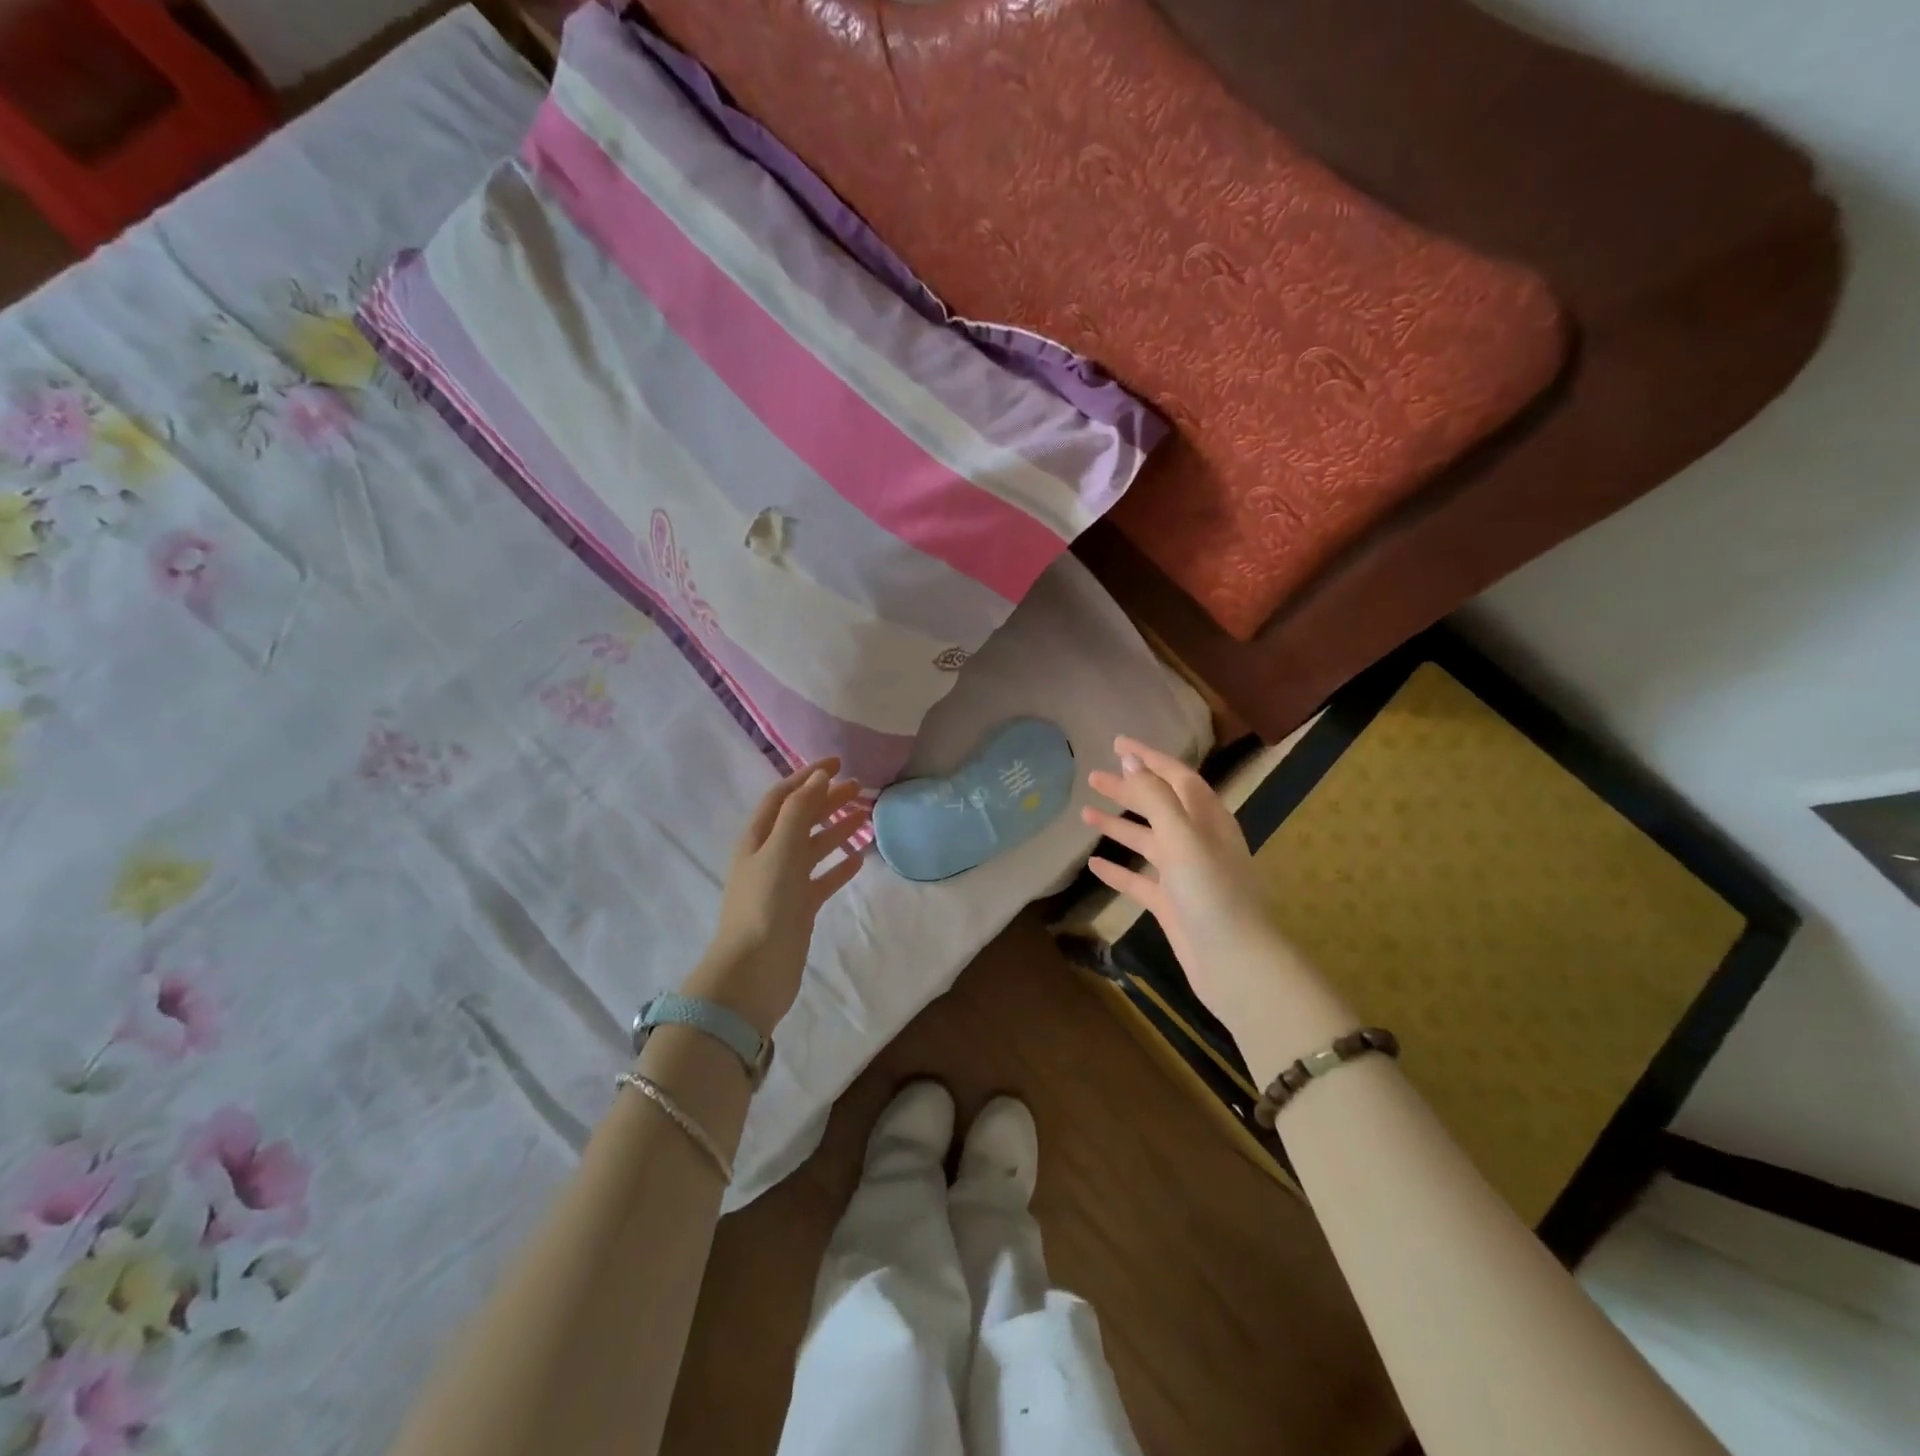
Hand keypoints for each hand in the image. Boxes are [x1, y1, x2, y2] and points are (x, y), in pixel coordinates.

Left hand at [684, 759, 867, 1037]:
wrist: (754, 971)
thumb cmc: (764, 904)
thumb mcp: (780, 849)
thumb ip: (800, 811)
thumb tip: (820, 777)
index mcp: (757, 838)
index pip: (783, 796)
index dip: (807, 776)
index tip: (838, 763)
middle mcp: (769, 856)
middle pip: (800, 818)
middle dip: (827, 800)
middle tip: (859, 788)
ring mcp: (784, 883)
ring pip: (814, 847)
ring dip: (837, 829)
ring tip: (865, 816)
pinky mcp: (799, 908)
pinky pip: (822, 879)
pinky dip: (839, 866)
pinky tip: (859, 858)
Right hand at [1082, 737, 1290, 1027]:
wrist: (1235, 964)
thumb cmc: (1212, 893)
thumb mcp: (1183, 837)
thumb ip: (1156, 798)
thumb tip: (1131, 762)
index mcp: (1207, 820)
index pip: (1176, 776)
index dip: (1149, 757)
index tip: (1117, 744)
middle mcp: (1197, 842)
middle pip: (1158, 806)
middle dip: (1127, 789)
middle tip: (1092, 777)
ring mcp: (1184, 875)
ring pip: (1146, 841)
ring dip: (1118, 825)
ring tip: (1084, 812)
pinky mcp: (1171, 905)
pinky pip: (1139, 880)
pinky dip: (1117, 869)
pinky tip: (1093, 863)